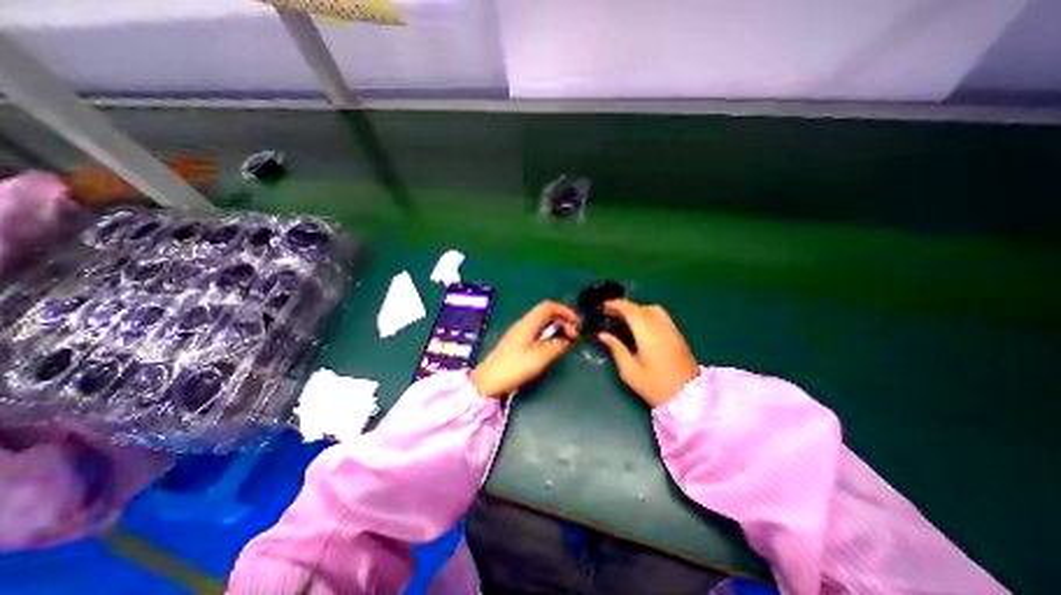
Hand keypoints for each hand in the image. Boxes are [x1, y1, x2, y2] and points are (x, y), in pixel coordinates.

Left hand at [468, 301, 575, 397]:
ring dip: (556, 328)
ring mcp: (519, 332)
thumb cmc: (514, 368)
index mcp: (528, 323)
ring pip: (542, 322)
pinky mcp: (517, 341)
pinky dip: (549, 334)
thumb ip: (555, 346)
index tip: (577, 323)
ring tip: (566, 341)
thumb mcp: (539, 358)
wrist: (489, 381)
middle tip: (574, 336)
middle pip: (546, 313)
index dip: (565, 311)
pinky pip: (537, 331)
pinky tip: (552, 346)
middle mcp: (524, 323)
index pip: (549, 306)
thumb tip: (565, 341)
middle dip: (563, 320)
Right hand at [600, 300, 702, 405]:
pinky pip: (662, 317)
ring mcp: (673, 331)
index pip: (632, 311)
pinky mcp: (678, 336)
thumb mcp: (629, 371)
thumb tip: (603, 335)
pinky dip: (649, 314)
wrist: (689, 399)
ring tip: (626, 317)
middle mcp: (662, 328)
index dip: (617, 304)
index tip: (605, 305)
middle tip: (612, 312)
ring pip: (655, 310)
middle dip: (626, 306)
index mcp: (648, 335)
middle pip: (643, 307)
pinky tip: (641, 324)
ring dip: (638, 309)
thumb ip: (616, 349)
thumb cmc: (654, 386)